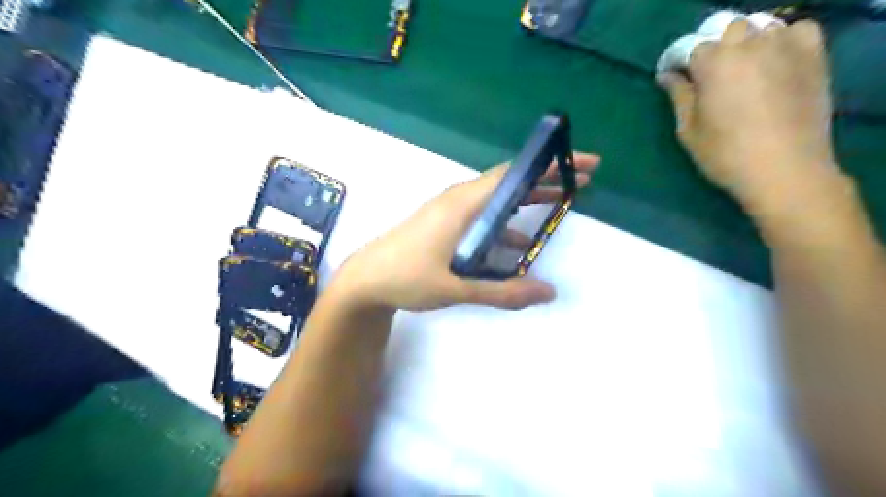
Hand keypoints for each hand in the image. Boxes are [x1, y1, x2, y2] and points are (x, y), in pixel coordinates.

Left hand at [332, 153, 602, 311]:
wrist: (365, 280)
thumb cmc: (406, 278)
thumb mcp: (456, 289)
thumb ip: (502, 292)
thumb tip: (549, 292)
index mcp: (462, 204)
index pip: (513, 175)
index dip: (549, 166)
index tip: (582, 162)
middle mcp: (458, 199)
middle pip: (509, 182)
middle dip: (546, 180)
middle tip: (582, 179)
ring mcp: (450, 210)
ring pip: (497, 200)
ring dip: (527, 201)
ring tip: (559, 204)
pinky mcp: (445, 223)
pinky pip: (483, 216)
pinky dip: (505, 224)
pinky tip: (518, 244)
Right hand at [657, 19, 843, 219]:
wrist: (783, 169)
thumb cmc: (724, 154)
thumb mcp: (688, 130)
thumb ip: (679, 96)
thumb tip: (667, 75)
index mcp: (714, 63)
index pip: (690, 48)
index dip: (679, 63)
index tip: (673, 77)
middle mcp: (749, 44)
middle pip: (727, 30)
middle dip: (715, 49)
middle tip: (710, 75)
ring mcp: (785, 46)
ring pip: (761, 28)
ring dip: (747, 44)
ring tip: (743, 69)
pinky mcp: (813, 55)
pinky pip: (797, 30)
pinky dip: (784, 40)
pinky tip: (776, 62)